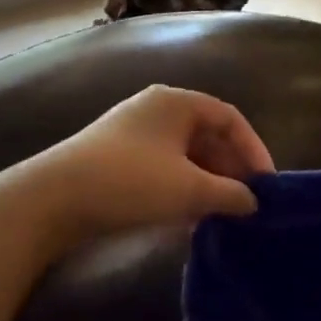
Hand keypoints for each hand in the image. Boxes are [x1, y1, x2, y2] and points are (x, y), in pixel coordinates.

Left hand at [21, 86, 275, 245]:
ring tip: (222, 214)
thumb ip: (230, 194)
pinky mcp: (117, 157)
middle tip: (246, 203)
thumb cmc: (131, 181)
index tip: (266, 185)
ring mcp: (134, 132)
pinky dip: (182, 188)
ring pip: (186, 155)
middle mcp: (157, 109)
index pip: (230, 119)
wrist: (53, 199)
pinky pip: (164, 167)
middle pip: (208, 136)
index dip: (254, 150)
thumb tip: (252, 202)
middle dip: (230, 170)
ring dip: (207, 183)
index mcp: (177, 102)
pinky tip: (189, 218)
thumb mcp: (189, 189)